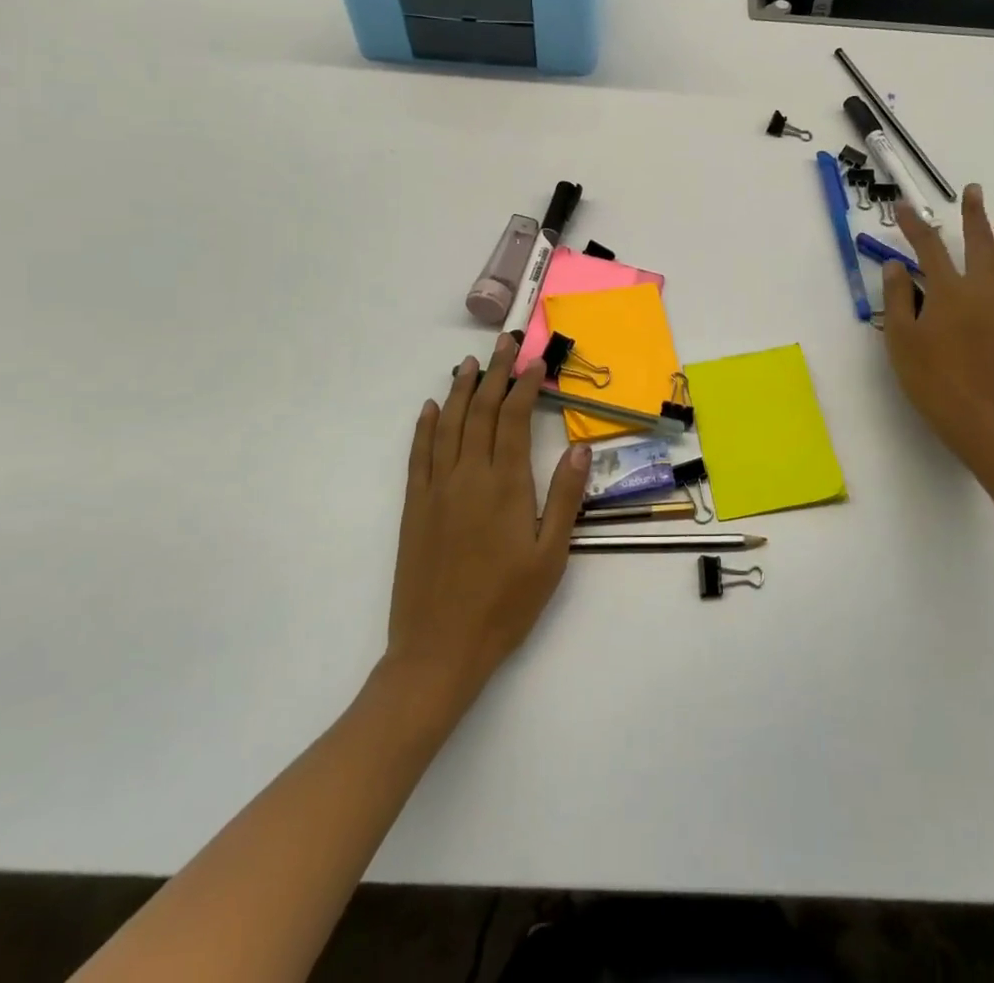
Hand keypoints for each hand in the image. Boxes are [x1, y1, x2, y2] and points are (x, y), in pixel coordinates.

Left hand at [386, 335, 589, 707]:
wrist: (439, 650)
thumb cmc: (505, 605)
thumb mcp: (551, 557)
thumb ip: (565, 499)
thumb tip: (579, 449)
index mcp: (506, 485)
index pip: (514, 419)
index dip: (523, 385)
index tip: (533, 361)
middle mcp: (468, 475)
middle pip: (481, 411)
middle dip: (494, 373)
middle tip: (503, 345)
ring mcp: (436, 489)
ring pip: (448, 425)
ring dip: (460, 390)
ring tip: (469, 363)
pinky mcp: (414, 507)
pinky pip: (418, 454)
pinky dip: (425, 426)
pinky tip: (431, 408)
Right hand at [881, 184, 993, 458]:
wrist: (974, 413)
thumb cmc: (929, 375)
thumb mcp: (900, 336)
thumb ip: (898, 296)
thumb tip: (897, 264)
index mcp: (947, 291)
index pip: (928, 247)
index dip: (914, 225)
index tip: (904, 207)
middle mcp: (980, 290)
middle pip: (978, 244)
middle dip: (974, 216)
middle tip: (974, 191)